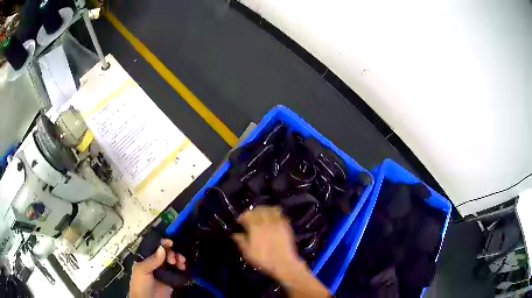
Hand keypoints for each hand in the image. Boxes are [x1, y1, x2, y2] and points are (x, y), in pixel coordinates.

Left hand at [129, 239, 185, 297]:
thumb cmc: (140, 284)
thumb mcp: (142, 270)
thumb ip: (152, 260)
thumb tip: (162, 248)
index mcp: (145, 259)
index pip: (153, 247)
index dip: (161, 243)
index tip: (170, 243)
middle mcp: (154, 264)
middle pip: (165, 253)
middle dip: (171, 252)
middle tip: (172, 259)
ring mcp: (163, 272)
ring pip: (172, 261)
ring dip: (178, 258)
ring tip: (181, 262)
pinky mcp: (171, 280)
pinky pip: (177, 271)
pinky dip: (181, 267)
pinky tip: (183, 267)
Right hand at [232, 206, 299, 277]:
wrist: (283, 263)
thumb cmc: (263, 259)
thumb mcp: (247, 252)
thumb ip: (240, 241)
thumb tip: (235, 234)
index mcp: (255, 227)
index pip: (247, 214)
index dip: (242, 217)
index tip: (240, 222)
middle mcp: (266, 221)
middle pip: (258, 210)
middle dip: (253, 212)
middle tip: (250, 218)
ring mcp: (278, 222)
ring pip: (270, 209)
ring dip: (264, 210)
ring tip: (262, 216)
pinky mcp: (286, 226)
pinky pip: (280, 214)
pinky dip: (275, 214)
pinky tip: (272, 219)